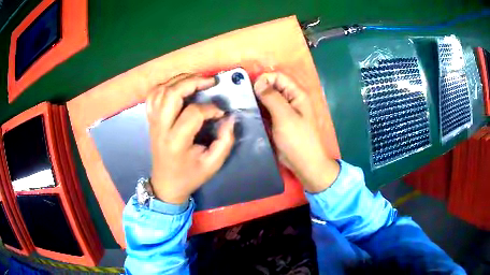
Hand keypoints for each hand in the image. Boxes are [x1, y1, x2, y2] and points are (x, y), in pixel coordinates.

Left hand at [146, 74, 234, 203]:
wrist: (165, 184)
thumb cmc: (189, 176)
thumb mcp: (213, 164)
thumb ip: (225, 141)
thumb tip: (230, 117)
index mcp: (176, 141)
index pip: (193, 113)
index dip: (211, 109)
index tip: (221, 113)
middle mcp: (161, 128)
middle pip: (171, 94)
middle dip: (192, 82)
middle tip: (210, 80)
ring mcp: (153, 122)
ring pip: (161, 90)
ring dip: (179, 80)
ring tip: (197, 79)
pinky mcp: (150, 120)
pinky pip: (153, 95)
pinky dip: (165, 85)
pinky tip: (178, 86)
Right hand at [253, 72, 338, 192]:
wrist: (304, 164)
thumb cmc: (298, 140)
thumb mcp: (285, 117)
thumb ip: (272, 97)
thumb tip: (258, 82)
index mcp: (297, 94)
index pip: (278, 77)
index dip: (264, 79)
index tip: (251, 90)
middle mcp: (291, 100)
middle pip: (272, 87)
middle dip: (259, 90)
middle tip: (243, 98)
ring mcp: (284, 112)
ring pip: (268, 99)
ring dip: (257, 101)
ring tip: (243, 106)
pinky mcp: (278, 122)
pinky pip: (267, 111)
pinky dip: (258, 111)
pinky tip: (248, 114)